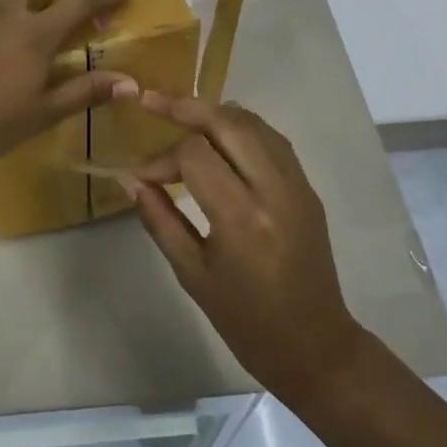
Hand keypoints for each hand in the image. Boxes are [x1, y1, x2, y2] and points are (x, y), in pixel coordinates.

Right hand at [128, 93, 365, 404]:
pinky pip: (273, 140)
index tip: (142, 176)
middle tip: (152, 102)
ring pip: (254, 123)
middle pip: (228, 122)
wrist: (313, 344)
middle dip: (186, 107)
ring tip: (182, 114)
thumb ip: (160, 221)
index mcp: (241, 217)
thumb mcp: (192, 274)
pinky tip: (220, 135)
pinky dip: (243, 128)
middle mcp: (273, 189)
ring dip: (215, 113)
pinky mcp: (307, 188)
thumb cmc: (245, 319)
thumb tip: (133, 182)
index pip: (195, 155)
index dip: (161, 158)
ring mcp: (297, 185)